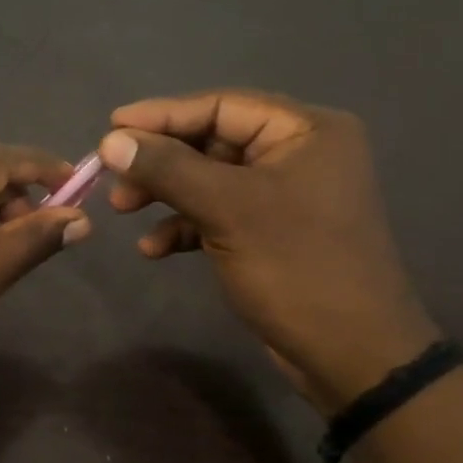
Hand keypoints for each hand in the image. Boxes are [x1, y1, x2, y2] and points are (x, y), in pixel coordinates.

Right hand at [100, 90, 439, 413]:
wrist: (353, 356)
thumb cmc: (297, 268)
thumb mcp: (227, 210)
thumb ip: (168, 169)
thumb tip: (111, 140)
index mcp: (305, 131)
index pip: (221, 106)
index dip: (162, 115)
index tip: (110, 126)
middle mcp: (299, 152)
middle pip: (212, 141)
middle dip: (159, 161)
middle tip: (113, 177)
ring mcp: (286, 193)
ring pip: (209, 178)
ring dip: (165, 193)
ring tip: (122, 210)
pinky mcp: (272, 230)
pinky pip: (219, 212)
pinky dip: (185, 225)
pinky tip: (153, 249)